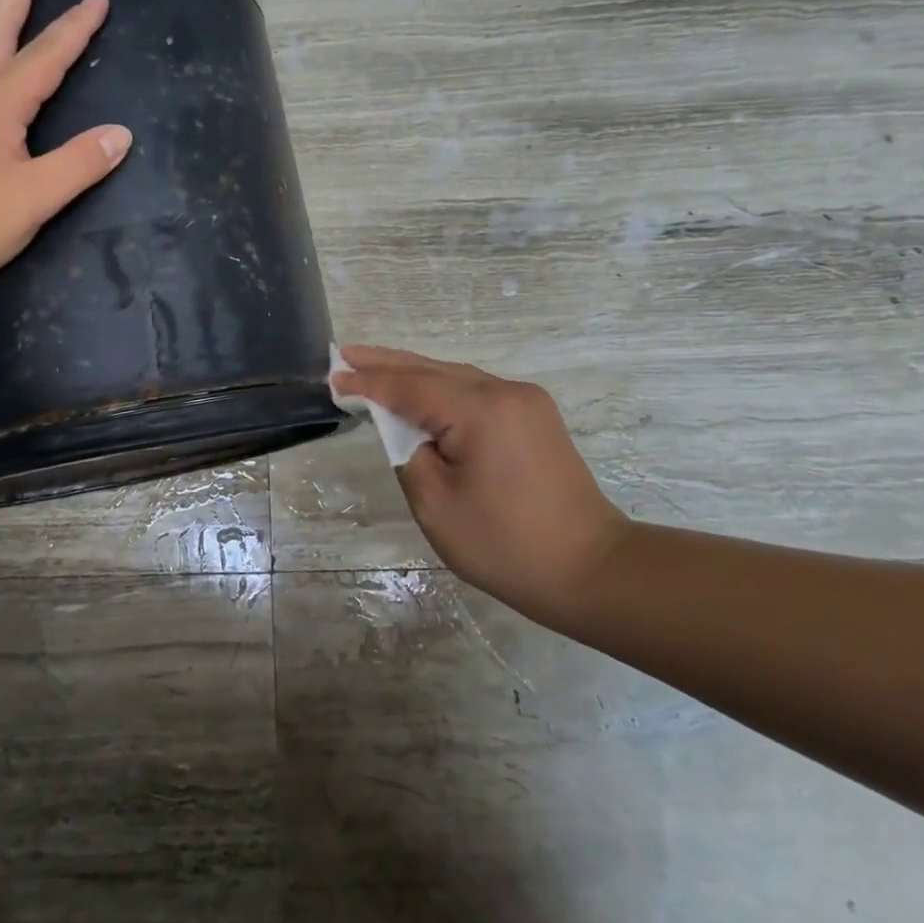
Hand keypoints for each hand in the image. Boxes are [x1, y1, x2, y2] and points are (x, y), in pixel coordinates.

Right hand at [331, 346, 630, 620]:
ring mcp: (525, 401)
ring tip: (371, 366)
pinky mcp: (533, 416)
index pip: (409, 386)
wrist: (590, 569)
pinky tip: (418, 391)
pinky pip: (474, 391)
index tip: (333, 376)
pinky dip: (440, 389)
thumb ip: (409, 452)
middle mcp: (505, 392)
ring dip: (413, 374)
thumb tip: (405, 428)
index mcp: (480, 410)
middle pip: (432, 370)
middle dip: (386, 363)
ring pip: (454, 377)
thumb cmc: (505, 544)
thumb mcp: (436, 504)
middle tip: (345, 352)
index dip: (368, 383)